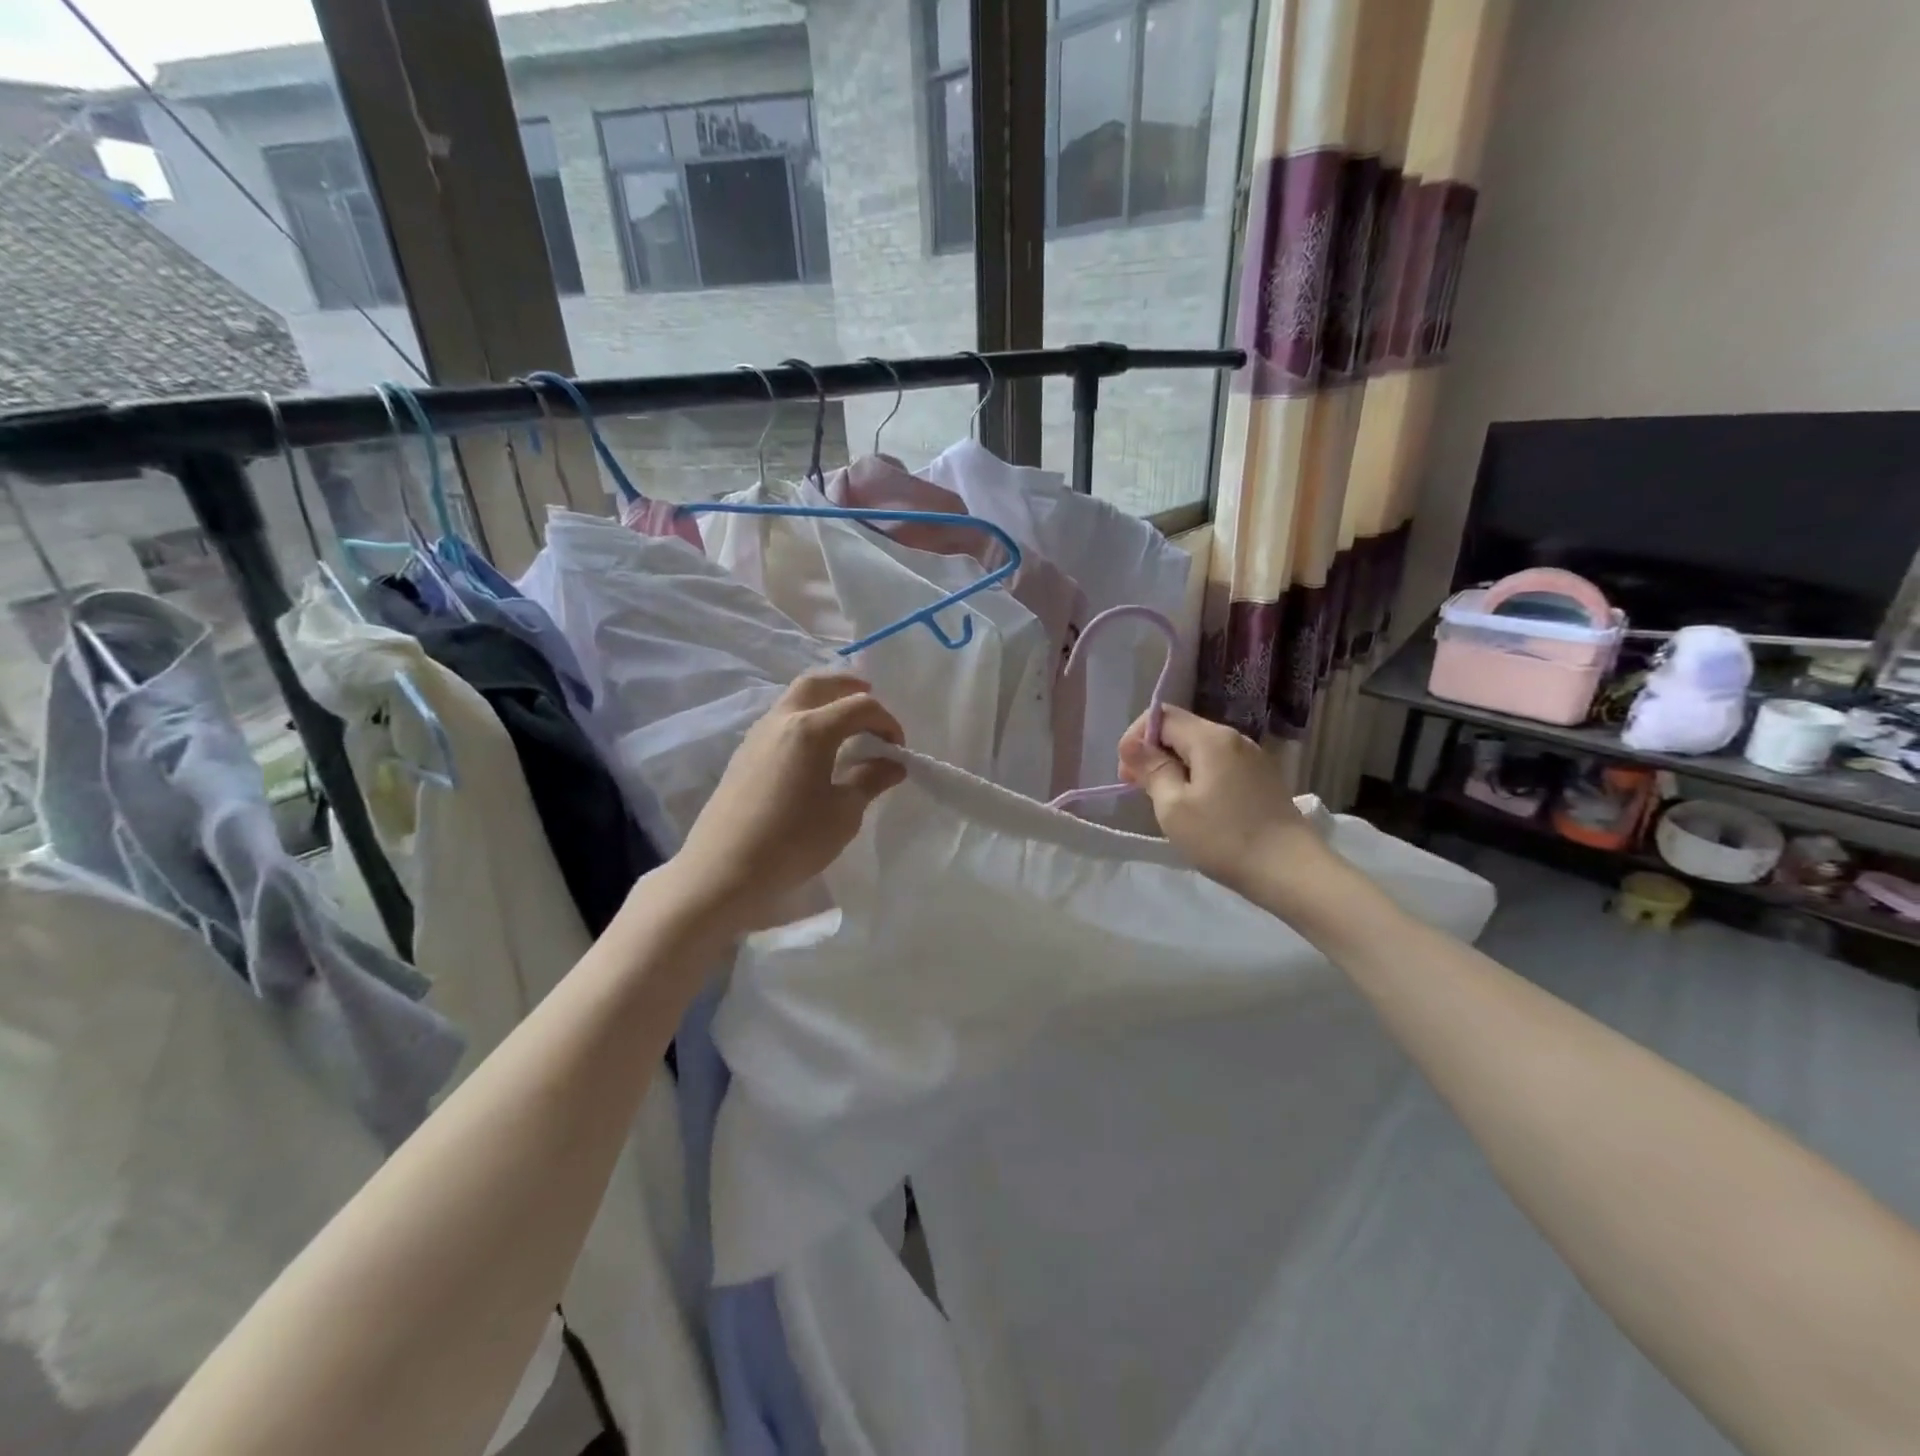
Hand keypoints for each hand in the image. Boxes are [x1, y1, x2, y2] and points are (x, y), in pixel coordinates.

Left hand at [660, 671, 906, 935]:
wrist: (724, 870)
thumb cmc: (793, 841)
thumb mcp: (843, 813)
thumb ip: (870, 780)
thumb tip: (893, 764)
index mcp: (811, 729)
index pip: (860, 707)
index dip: (886, 722)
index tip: (897, 750)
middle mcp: (782, 720)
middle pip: (818, 683)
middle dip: (848, 686)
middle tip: (870, 698)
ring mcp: (757, 735)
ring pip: (794, 699)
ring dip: (824, 701)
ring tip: (845, 725)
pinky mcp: (744, 754)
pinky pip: (780, 720)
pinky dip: (804, 719)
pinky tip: (814, 750)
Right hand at [1118, 704, 1321, 894]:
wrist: (1291, 871)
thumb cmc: (1224, 838)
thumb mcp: (1173, 807)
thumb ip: (1152, 769)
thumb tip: (1132, 745)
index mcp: (1211, 738)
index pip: (1161, 716)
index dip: (1136, 737)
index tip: (1126, 773)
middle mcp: (1234, 738)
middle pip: (1182, 730)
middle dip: (1154, 753)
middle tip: (1139, 789)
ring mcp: (1252, 758)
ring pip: (1200, 749)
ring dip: (1175, 767)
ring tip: (1165, 802)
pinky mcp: (1262, 779)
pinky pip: (1219, 765)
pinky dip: (1198, 777)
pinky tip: (1196, 807)